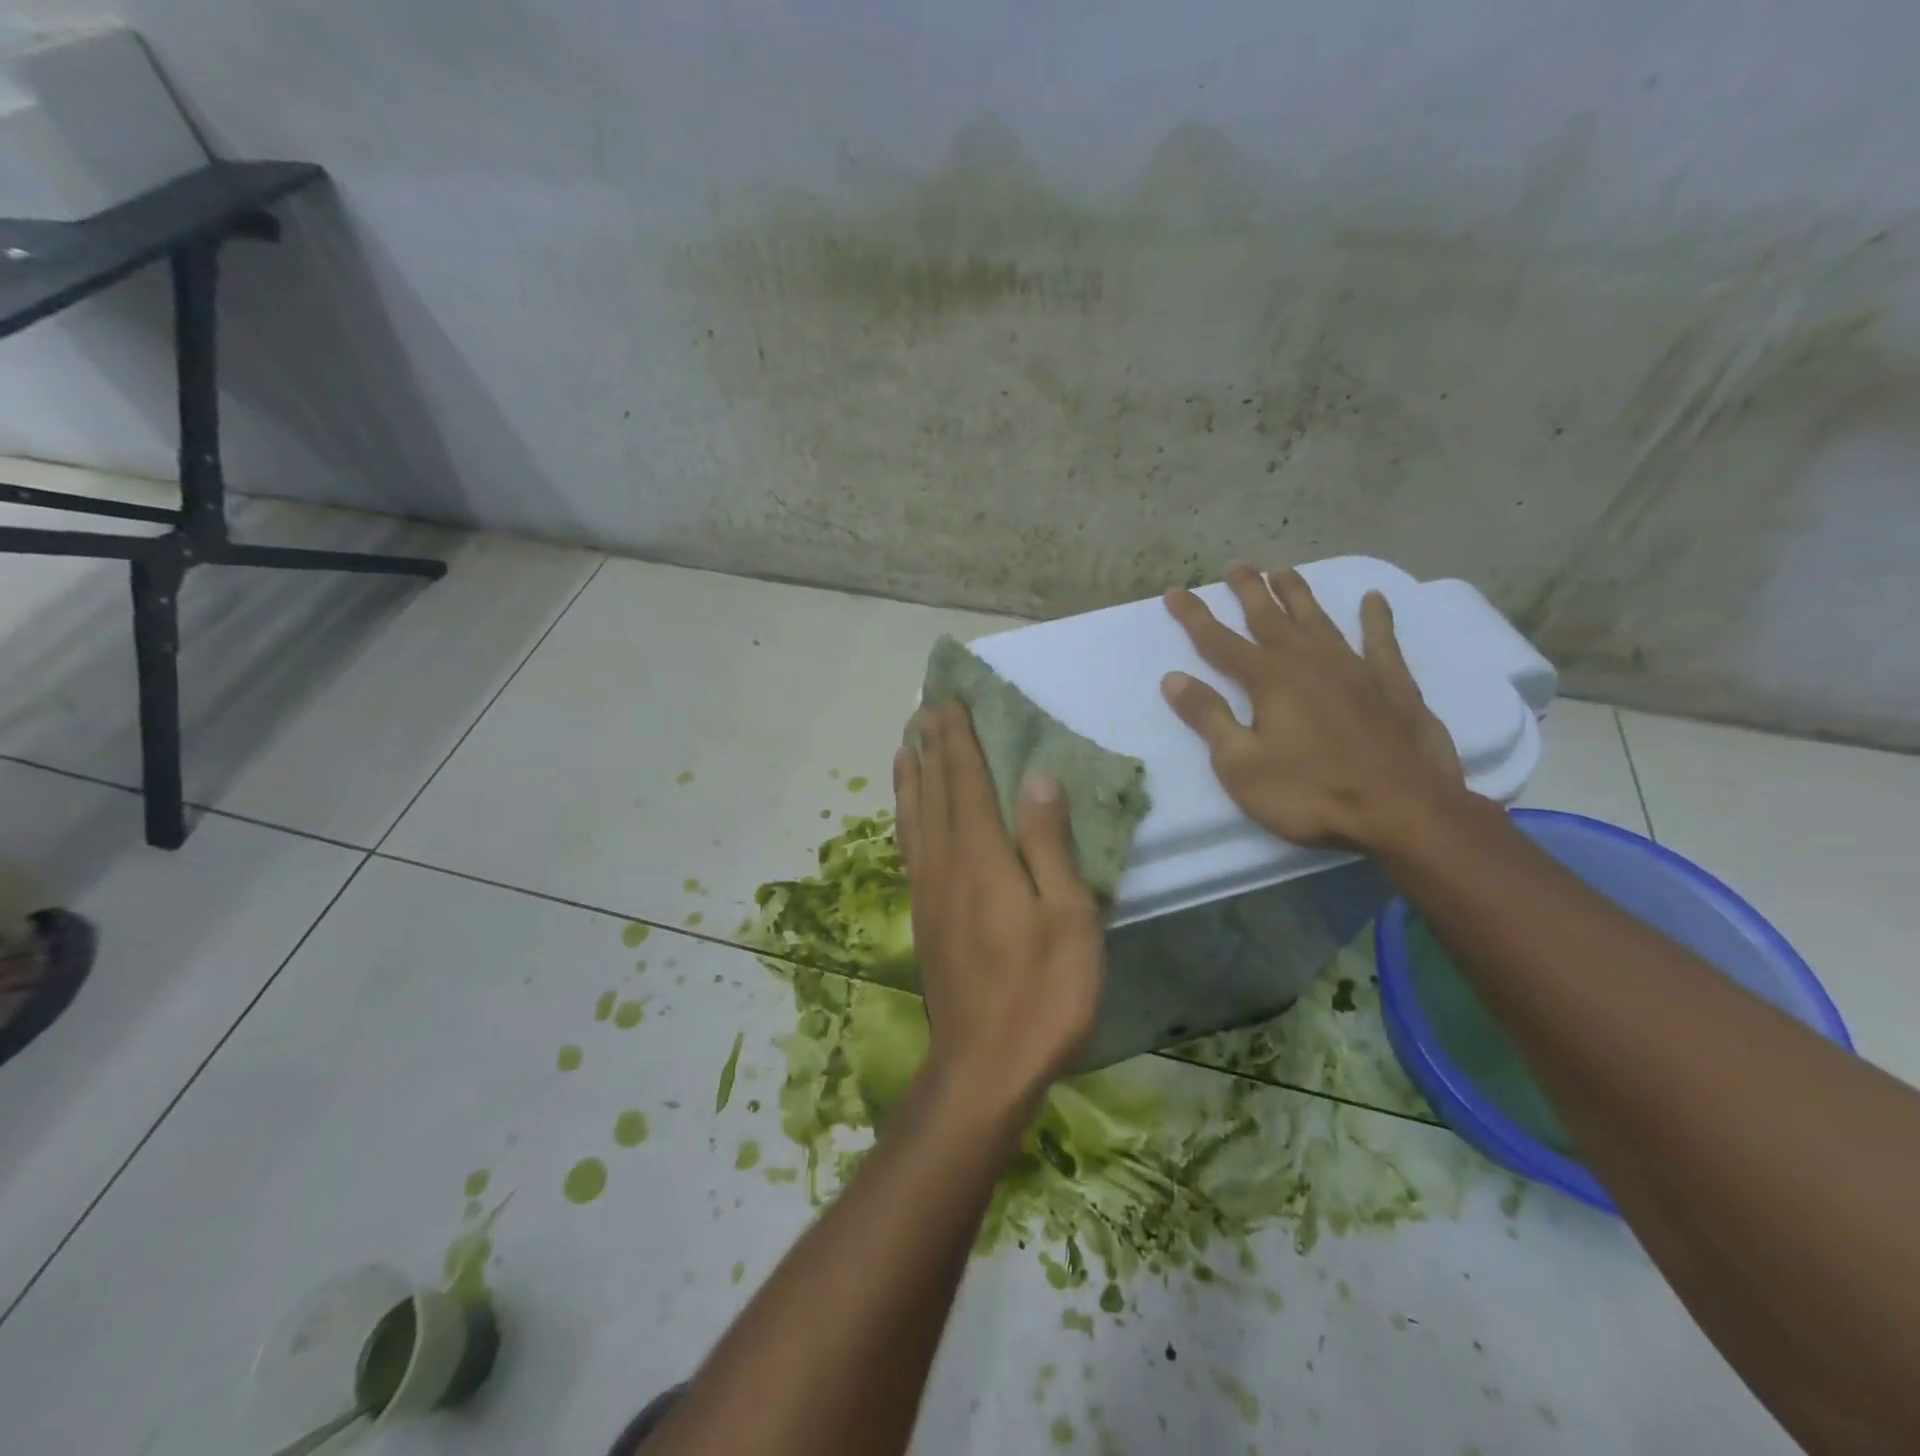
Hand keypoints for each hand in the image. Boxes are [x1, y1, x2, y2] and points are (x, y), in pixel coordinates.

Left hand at [893, 703, 1105, 1112]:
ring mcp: (928, 890)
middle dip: (932, 745)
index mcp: (983, 856)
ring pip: (914, 817)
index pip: (967, 780)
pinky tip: (907, 813)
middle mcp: (946, 862)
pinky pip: (910, 848)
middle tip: (926, 706)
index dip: (959, 738)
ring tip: (907, 743)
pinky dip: (905, 816)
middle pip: (934, 790)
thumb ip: (1048, 844)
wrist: (984, 1065)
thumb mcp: (1067, 917)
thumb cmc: (1042, 993)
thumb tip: (1037, 777)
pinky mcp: (924, 916)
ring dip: (912, 775)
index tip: (949, 699)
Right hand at [1161, 564, 1466, 851]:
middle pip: (1271, 618)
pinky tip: (1373, 600)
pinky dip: (1376, 619)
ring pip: (1319, 620)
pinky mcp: (1393, 685)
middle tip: (1235, 566)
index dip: (1194, 616)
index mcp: (1269, 680)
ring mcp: (1355, 670)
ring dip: (1298, 593)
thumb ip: (1209, 717)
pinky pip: (1381, 642)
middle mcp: (1309, 662)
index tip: (1173, 592)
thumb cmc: (1310, 793)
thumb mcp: (1241, 765)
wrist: (1403, 811)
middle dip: (1248, 590)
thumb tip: (1174, 679)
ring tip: (1282, 569)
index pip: (1219, 641)